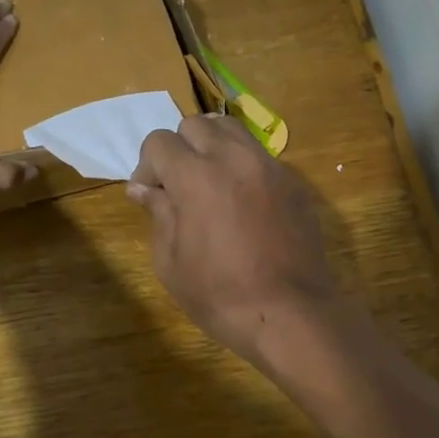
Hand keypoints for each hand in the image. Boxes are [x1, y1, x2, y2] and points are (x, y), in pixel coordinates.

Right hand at [127, 115, 341, 364]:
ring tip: (211, 183)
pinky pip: (260, 156)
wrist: (291, 313)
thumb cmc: (221, 295)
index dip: (147, 166)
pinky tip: (244, 203)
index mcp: (196, 175)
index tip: (150, 195)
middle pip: (196, 125)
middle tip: (179, 186)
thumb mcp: (171, 262)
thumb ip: (158, 214)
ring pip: (232, 130)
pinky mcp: (294, 181)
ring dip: (212, 147)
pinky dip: (243, 166)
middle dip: (180, 149)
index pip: (159, 141)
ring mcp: (269, 166)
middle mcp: (233, 158)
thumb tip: (144, 189)